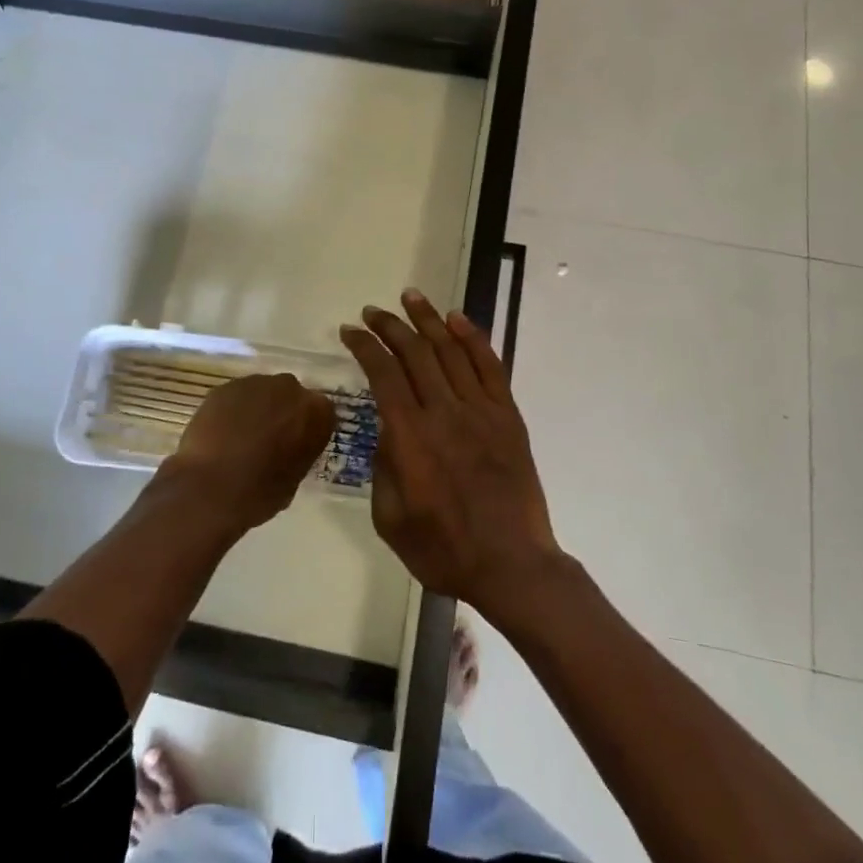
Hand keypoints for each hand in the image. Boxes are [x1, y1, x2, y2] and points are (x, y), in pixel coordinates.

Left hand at [160, 374, 335, 534]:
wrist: (210, 488)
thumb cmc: (260, 492)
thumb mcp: (294, 478)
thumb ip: (298, 452)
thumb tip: (288, 449)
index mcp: (316, 412)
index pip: (321, 413)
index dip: (307, 429)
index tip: (296, 445)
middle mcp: (290, 388)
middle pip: (290, 396)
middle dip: (282, 412)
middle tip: (268, 439)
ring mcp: (255, 383)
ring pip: (261, 393)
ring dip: (256, 409)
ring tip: (240, 438)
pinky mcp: (225, 386)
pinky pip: (235, 397)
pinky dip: (232, 411)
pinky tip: (221, 434)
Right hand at [339, 291, 562, 624]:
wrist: (512, 565)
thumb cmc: (443, 550)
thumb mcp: (389, 519)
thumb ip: (382, 467)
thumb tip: (385, 430)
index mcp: (411, 437)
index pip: (383, 374)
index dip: (365, 347)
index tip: (351, 331)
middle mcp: (444, 412)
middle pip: (414, 353)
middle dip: (390, 326)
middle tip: (373, 311)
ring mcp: (480, 410)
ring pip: (451, 350)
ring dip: (428, 319)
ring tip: (411, 297)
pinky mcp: (507, 415)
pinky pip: (489, 366)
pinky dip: (473, 338)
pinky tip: (457, 319)